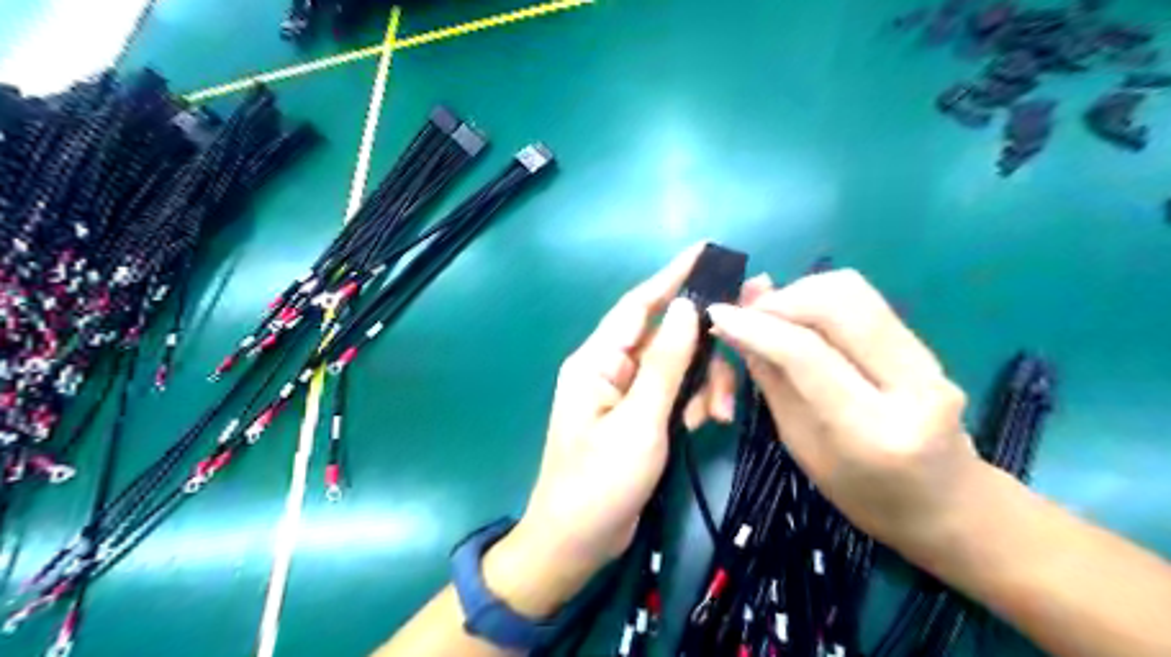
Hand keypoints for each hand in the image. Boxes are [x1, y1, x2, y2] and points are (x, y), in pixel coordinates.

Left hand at [492, 243, 734, 618]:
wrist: (577, 543)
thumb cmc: (599, 484)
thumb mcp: (639, 424)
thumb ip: (664, 365)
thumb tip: (687, 308)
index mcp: (597, 361)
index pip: (638, 305)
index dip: (671, 275)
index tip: (706, 251)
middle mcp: (610, 368)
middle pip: (666, 336)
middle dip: (704, 344)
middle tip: (747, 341)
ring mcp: (626, 393)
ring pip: (676, 367)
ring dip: (702, 383)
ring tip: (717, 415)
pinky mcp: (640, 416)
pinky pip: (673, 393)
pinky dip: (692, 402)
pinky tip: (702, 423)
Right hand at [708, 271, 980, 555]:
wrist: (945, 506)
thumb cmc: (859, 493)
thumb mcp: (799, 443)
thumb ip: (771, 376)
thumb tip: (736, 317)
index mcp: (872, 431)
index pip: (807, 354)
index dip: (756, 326)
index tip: (717, 312)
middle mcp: (912, 387)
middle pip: (839, 303)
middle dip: (781, 299)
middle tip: (747, 315)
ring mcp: (930, 361)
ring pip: (854, 291)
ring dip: (800, 293)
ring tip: (771, 317)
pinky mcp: (928, 346)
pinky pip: (865, 302)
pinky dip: (819, 301)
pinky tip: (800, 320)